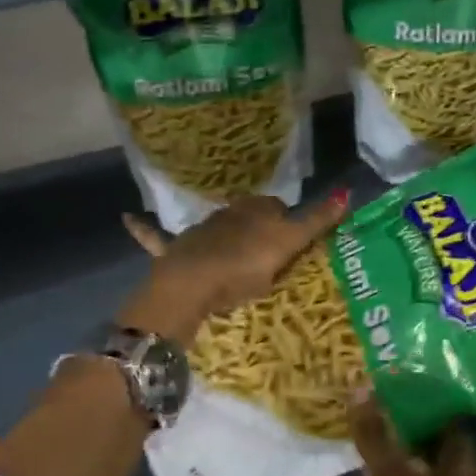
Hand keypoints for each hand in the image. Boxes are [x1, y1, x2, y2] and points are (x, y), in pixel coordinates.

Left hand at [120, 192, 347, 339]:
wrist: (192, 283)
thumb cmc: (244, 264)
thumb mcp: (287, 245)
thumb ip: (316, 220)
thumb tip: (348, 191)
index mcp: (254, 211)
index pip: (276, 207)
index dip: (287, 221)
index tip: (295, 241)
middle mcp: (226, 214)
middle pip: (246, 217)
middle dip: (256, 227)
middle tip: (270, 252)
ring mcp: (198, 232)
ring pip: (214, 228)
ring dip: (221, 232)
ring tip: (235, 254)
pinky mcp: (173, 251)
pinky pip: (156, 236)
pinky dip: (143, 228)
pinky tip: (127, 218)